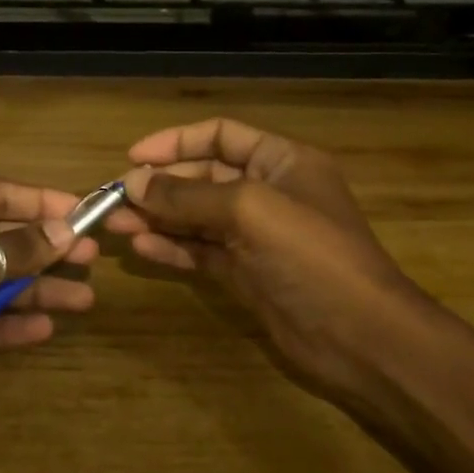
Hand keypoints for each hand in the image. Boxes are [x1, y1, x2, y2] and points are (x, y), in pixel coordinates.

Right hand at [106, 119, 419, 415]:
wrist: (359, 336)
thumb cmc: (311, 256)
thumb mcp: (250, 211)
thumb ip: (188, 195)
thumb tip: (133, 182)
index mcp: (282, 162)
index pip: (221, 136)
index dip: (176, 142)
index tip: (133, 158)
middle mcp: (268, 193)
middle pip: (203, 178)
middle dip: (160, 186)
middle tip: (114, 200)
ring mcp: (256, 237)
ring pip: (197, 218)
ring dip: (158, 218)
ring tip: (115, 224)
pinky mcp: (246, 274)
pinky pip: (201, 252)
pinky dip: (173, 247)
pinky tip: (141, 248)